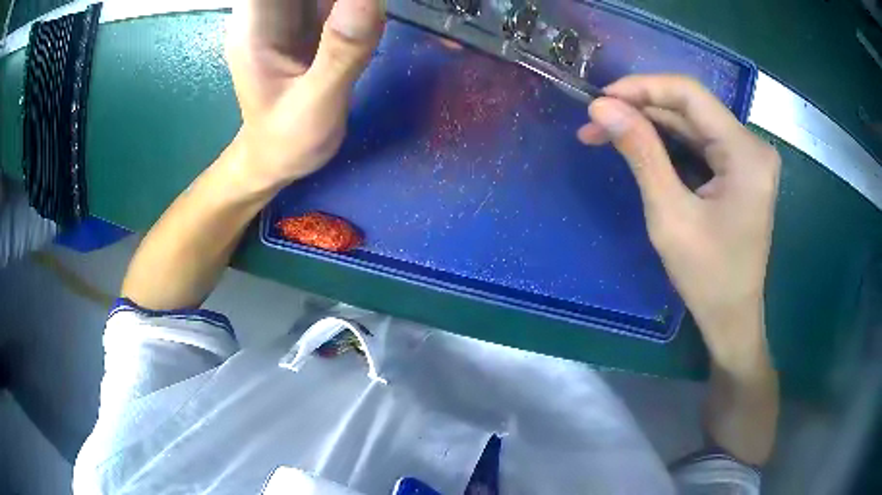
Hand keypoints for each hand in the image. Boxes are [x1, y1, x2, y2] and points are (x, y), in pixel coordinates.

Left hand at [225, 0, 385, 189]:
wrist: (275, 157)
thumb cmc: (286, 140)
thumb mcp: (315, 104)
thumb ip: (342, 51)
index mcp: (256, 25)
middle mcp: (269, 10)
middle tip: (370, 8)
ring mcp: (291, 12)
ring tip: (371, 12)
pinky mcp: (312, 18)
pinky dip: (356, 1)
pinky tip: (372, 8)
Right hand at [578, 75, 779, 371]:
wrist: (731, 318)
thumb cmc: (707, 277)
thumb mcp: (670, 215)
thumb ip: (640, 153)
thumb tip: (601, 106)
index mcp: (746, 153)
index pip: (690, 95)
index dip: (642, 87)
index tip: (600, 98)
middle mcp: (752, 146)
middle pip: (690, 108)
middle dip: (640, 110)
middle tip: (594, 122)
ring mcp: (747, 158)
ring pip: (691, 124)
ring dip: (649, 126)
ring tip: (606, 134)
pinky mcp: (739, 170)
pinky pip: (698, 144)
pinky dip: (666, 144)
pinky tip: (638, 148)